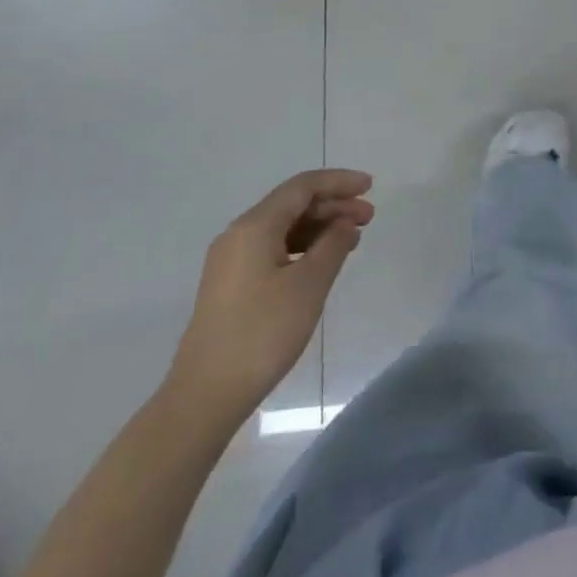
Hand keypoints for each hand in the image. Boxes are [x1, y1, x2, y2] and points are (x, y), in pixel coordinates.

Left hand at [164, 169, 374, 417]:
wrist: (206, 395)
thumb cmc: (262, 333)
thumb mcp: (308, 286)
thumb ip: (332, 245)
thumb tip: (344, 222)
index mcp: (254, 226)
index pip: (302, 187)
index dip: (338, 182)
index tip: (370, 186)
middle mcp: (239, 234)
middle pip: (292, 205)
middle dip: (333, 205)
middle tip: (369, 217)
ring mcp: (232, 260)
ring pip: (283, 227)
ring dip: (319, 227)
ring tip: (353, 239)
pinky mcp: (232, 284)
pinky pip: (273, 248)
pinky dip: (303, 247)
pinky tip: (323, 262)